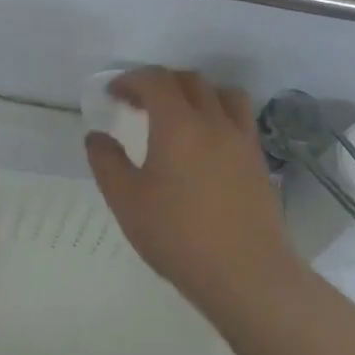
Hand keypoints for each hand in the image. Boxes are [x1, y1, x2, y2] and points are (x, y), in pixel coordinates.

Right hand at [85, 68, 301, 325]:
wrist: (247, 275)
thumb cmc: (179, 236)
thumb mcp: (126, 202)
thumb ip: (107, 163)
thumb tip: (97, 137)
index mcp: (178, 124)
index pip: (155, 80)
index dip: (131, 80)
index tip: (113, 95)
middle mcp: (214, 121)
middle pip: (189, 80)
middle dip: (160, 83)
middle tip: (138, 104)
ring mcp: (241, 140)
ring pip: (221, 93)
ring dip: (195, 92)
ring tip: (178, 115)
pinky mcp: (258, 161)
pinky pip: (239, 118)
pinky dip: (219, 113)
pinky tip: (206, 142)